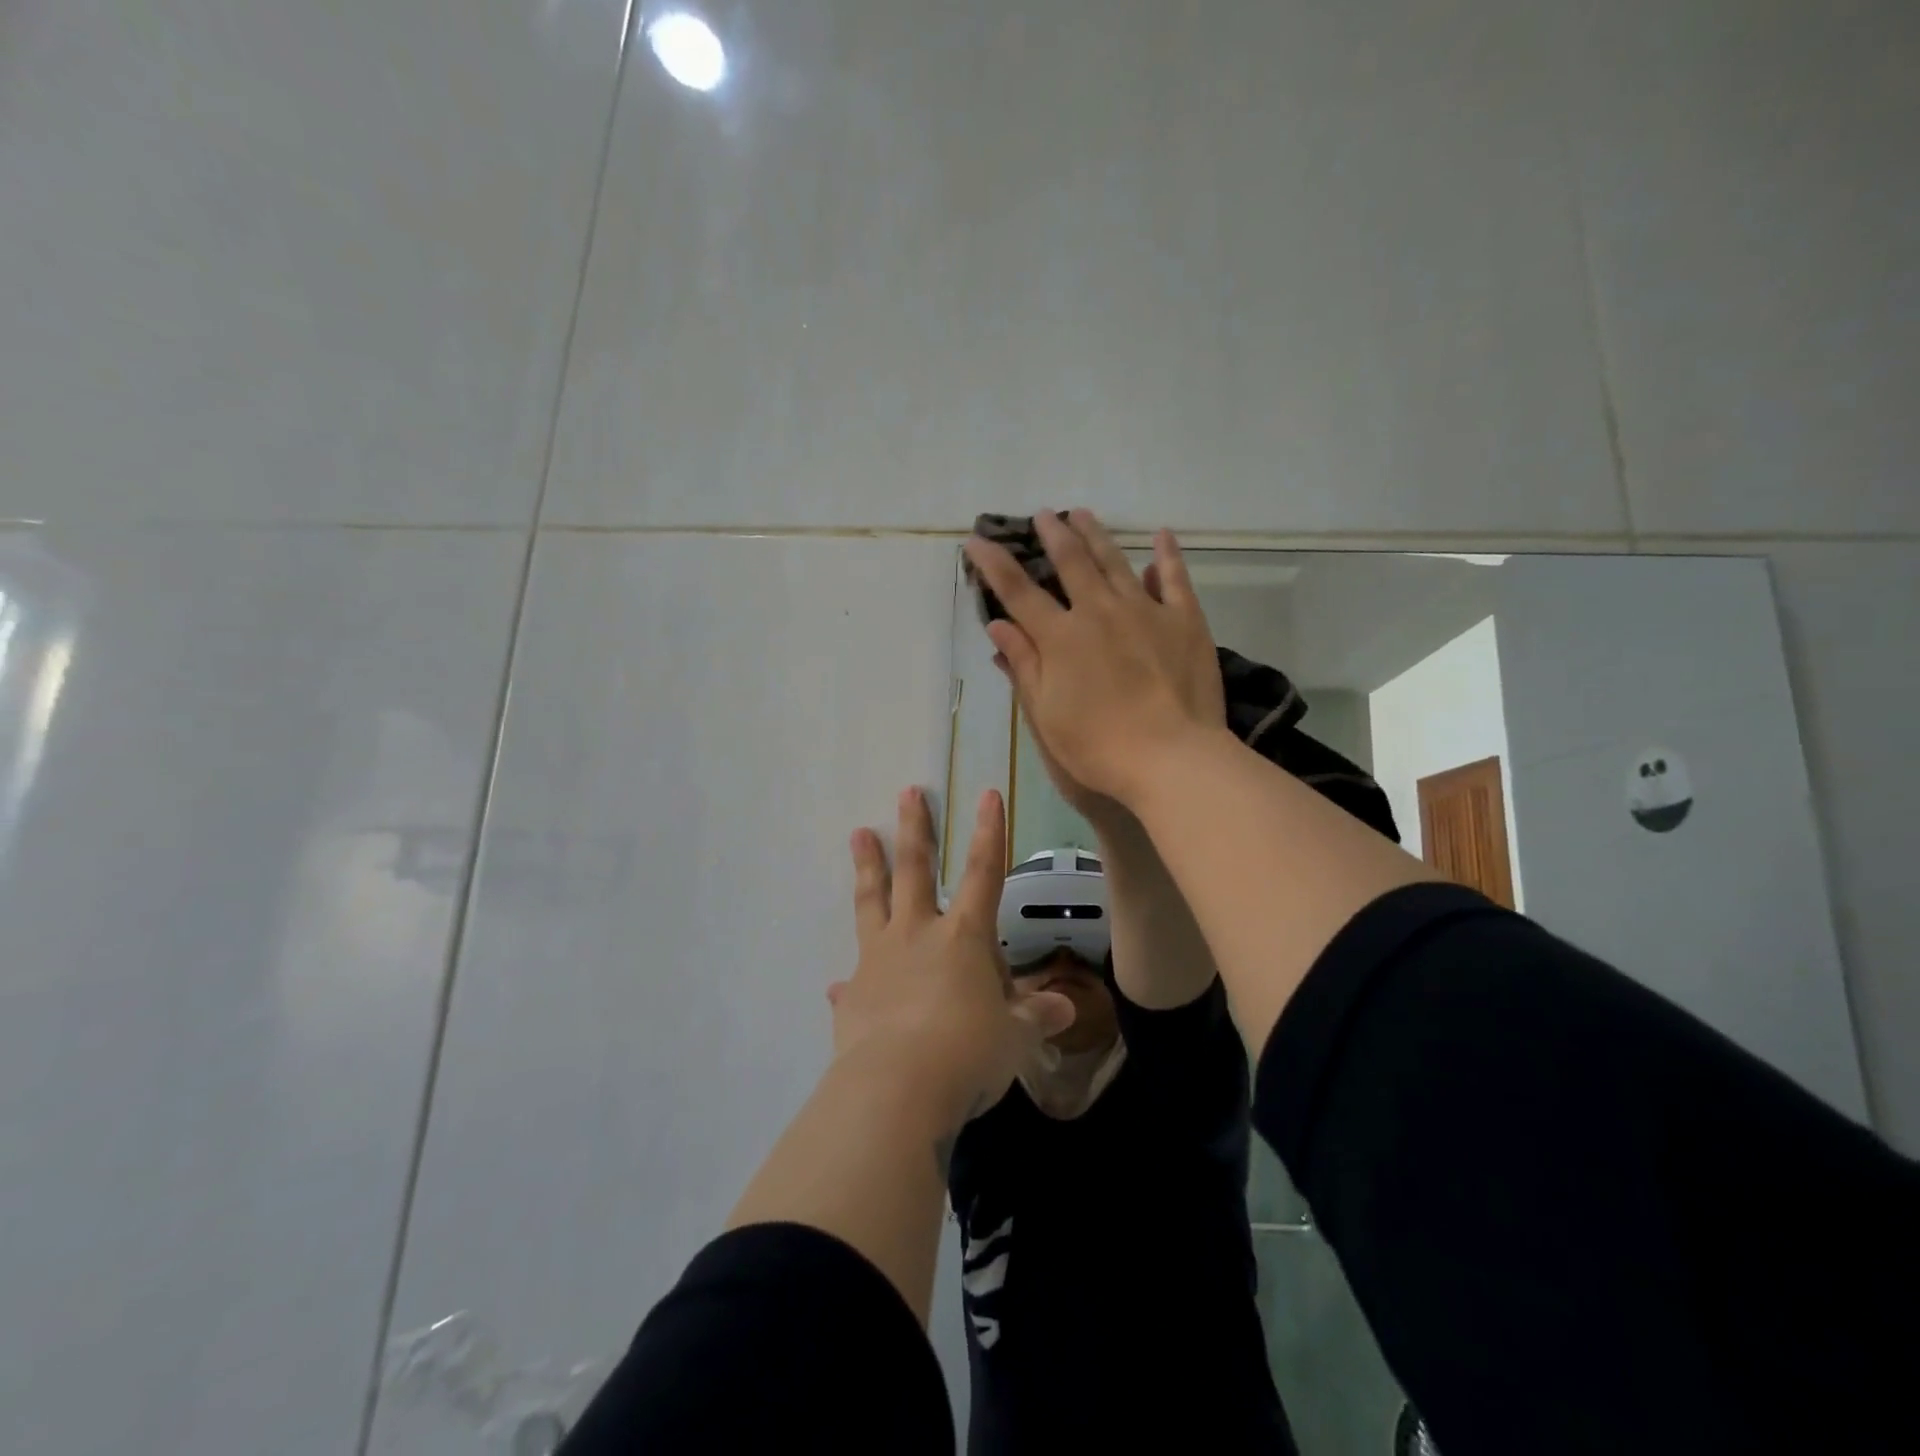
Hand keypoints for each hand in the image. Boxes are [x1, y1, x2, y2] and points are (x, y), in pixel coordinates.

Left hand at [829, 787, 1074, 1124]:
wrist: (897, 1090)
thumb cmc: (968, 1053)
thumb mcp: (1015, 1038)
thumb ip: (1037, 1018)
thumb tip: (1064, 1008)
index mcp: (963, 937)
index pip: (984, 873)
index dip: (988, 833)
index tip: (985, 794)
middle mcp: (918, 935)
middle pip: (915, 870)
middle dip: (914, 830)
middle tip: (907, 793)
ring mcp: (879, 960)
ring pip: (872, 901)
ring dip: (867, 866)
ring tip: (858, 834)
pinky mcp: (853, 996)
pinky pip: (850, 981)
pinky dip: (847, 981)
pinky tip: (836, 984)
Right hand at [965, 509, 1226, 807]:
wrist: (1171, 758)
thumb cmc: (1098, 746)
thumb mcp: (1046, 713)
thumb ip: (1023, 664)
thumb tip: (997, 624)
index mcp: (1061, 637)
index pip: (1018, 591)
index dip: (994, 563)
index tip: (976, 541)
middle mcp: (1099, 611)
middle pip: (1071, 562)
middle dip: (1052, 534)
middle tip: (1043, 515)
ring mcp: (1145, 610)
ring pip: (1116, 561)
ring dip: (1096, 534)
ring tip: (1083, 513)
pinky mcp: (1184, 620)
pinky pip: (1175, 578)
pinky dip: (1167, 555)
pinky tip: (1161, 537)